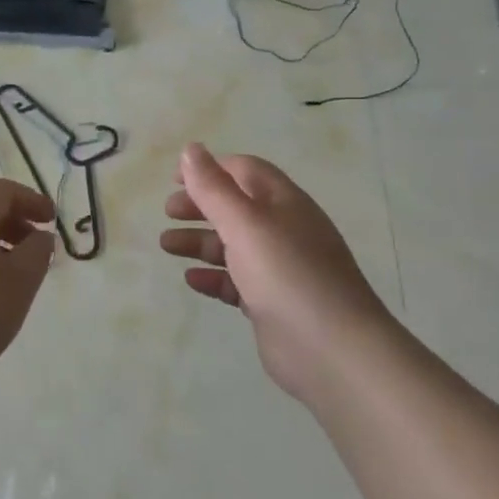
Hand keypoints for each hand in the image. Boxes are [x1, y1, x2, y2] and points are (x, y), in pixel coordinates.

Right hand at [160, 143, 393, 402]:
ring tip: (166, 246)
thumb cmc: (286, 273)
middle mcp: (284, 231)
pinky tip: (192, 280)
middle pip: (236, 207)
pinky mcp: (272, 304)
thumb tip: (191, 149)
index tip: (174, 179)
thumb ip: (214, 188)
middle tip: (168, 213)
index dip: (210, 169)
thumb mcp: (245, 223)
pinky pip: (237, 283)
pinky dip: (214, 277)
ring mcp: (280, 269)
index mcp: (284, 203)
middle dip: (200, 206)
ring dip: (200, 241)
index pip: (245, 171)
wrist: (332, 350)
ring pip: (233, 246)